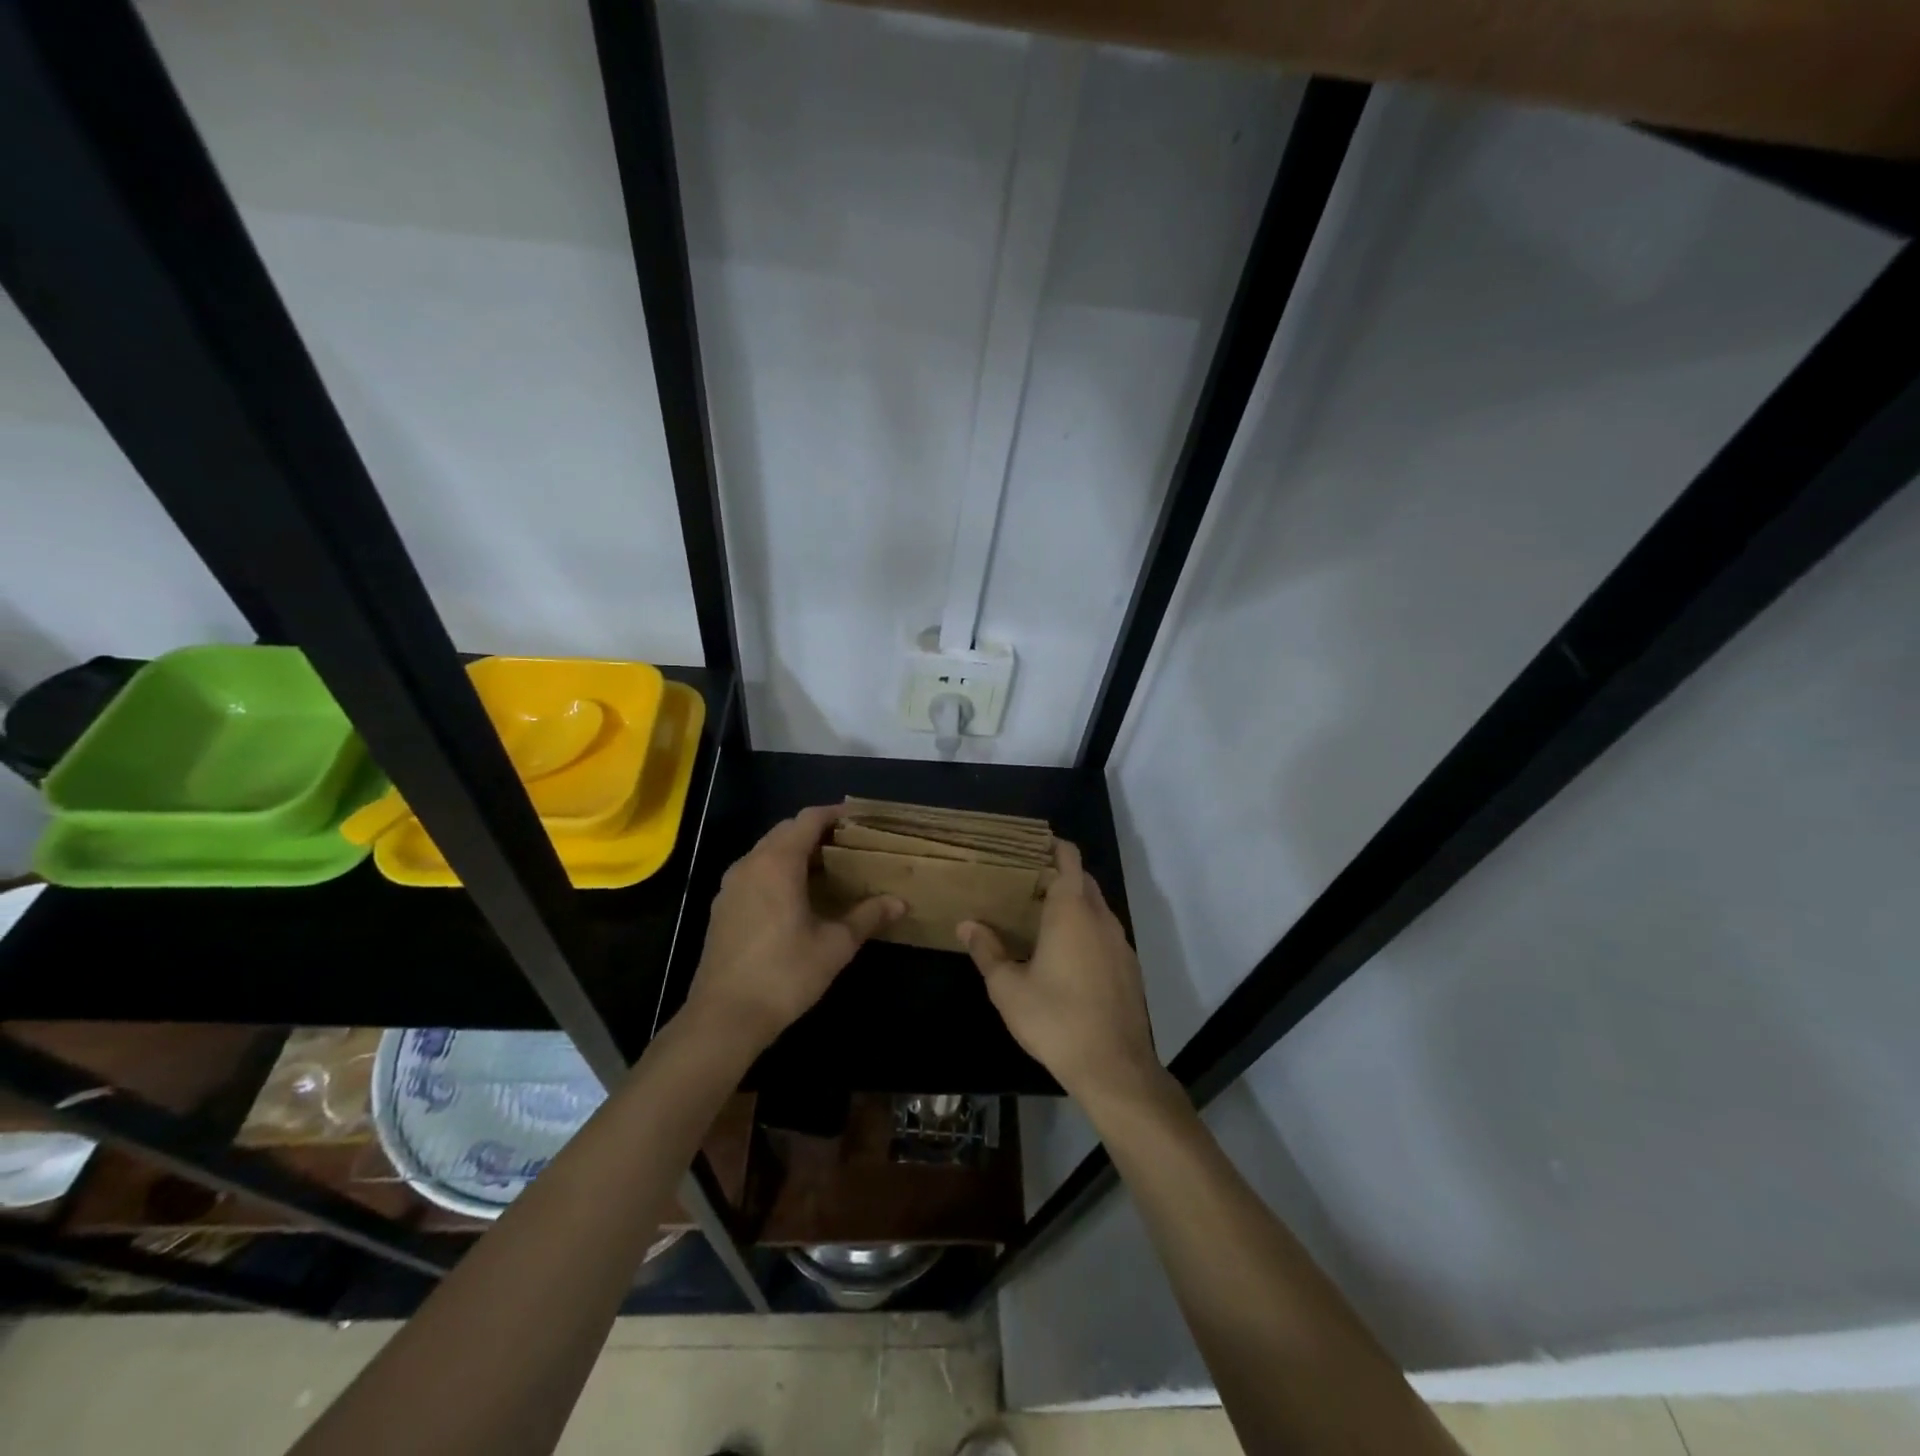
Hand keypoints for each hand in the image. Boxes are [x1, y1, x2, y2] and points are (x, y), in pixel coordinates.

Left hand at [682, 804, 902, 1055]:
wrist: (723, 1017)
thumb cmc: (784, 974)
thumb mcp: (835, 945)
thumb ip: (867, 917)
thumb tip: (899, 902)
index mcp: (778, 863)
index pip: (808, 819)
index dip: (834, 813)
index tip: (859, 818)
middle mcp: (751, 864)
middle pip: (785, 830)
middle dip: (816, 831)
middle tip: (849, 844)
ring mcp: (731, 885)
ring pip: (766, 851)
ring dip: (795, 851)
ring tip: (827, 868)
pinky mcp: (722, 907)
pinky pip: (754, 872)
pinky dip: (777, 870)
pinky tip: (796, 896)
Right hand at [961, 841, 1166, 1110]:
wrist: (1114, 1066)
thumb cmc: (1055, 1019)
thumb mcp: (1008, 988)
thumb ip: (987, 951)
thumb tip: (966, 925)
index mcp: (1071, 911)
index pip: (1069, 859)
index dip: (1053, 846)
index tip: (1030, 846)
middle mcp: (1100, 917)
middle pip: (1083, 880)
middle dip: (1058, 874)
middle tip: (1024, 883)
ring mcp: (1120, 942)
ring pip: (1096, 907)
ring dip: (1073, 902)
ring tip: (1039, 915)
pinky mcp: (1129, 966)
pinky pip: (1105, 931)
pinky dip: (1086, 927)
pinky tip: (1065, 953)